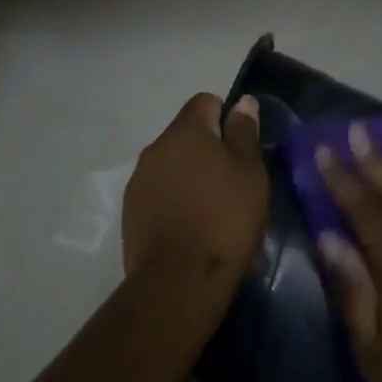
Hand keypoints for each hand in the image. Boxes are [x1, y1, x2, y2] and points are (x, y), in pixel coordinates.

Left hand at [123, 93, 268, 285]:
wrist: (179, 279)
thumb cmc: (225, 219)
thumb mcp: (250, 174)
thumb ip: (244, 134)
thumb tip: (242, 102)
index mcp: (185, 131)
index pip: (205, 102)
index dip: (227, 118)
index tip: (242, 150)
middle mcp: (155, 148)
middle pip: (186, 134)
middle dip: (208, 149)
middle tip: (233, 183)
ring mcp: (138, 180)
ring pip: (171, 164)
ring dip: (190, 176)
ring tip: (212, 209)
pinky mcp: (130, 211)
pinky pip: (158, 191)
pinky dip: (174, 199)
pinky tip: (190, 227)